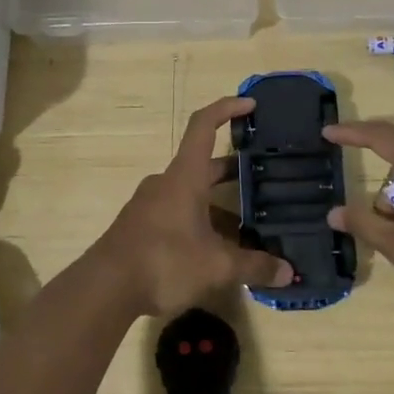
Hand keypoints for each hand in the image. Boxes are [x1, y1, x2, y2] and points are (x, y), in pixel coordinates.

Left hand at [92, 96, 295, 317]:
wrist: (105, 288)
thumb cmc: (164, 261)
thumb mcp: (216, 266)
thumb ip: (254, 266)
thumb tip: (288, 273)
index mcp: (184, 176)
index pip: (204, 125)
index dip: (227, 108)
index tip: (250, 104)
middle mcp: (167, 182)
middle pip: (203, 164)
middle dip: (233, 170)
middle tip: (263, 177)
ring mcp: (151, 204)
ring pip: (192, 193)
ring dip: (218, 203)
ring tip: (250, 223)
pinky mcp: (142, 226)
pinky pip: (178, 212)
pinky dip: (201, 221)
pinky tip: (218, 249)